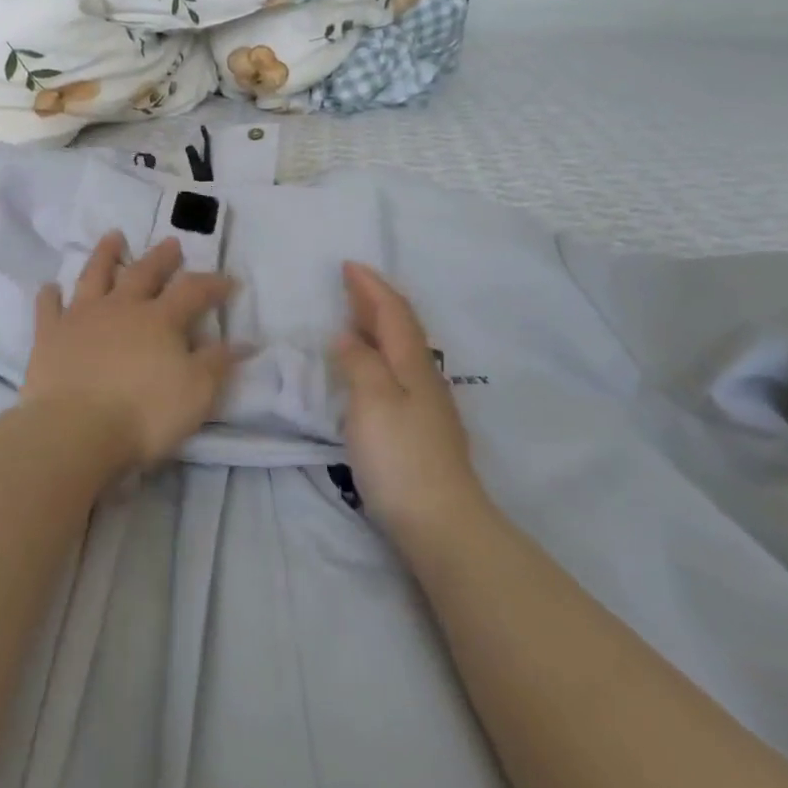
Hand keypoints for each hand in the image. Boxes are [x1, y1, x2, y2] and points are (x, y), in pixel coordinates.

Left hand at [21, 233, 238, 470]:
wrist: (76, 430)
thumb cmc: (144, 413)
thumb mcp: (196, 393)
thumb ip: (217, 363)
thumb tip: (242, 342)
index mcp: (159, 320)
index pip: (193, 291)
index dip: (212, 284)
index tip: (229, 281)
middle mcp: (121, 308)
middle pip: (144, 273)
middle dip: (161, 258)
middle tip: (171, 243)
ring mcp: (81, 318)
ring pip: (95, 276)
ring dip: (105, 255)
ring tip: (113, 236)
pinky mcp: (49, 336)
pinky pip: (48, 308)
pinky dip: (50, 296)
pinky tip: (51, 287)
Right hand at [332, 262, 489, 535]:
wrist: (441, 522)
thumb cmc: (400, 457)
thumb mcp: (372, 402)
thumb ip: (359, 363)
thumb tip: (347, 336)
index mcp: (411, 364)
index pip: (392, 312)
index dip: (371, 287)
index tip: (348, 265)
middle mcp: (423, 377)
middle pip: (400, 327)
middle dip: (375, 300)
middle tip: (350, 283)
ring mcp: (426, 405)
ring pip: (400, 350)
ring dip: (378, 326)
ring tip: (354, 318)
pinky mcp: (421, 429)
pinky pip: (397, 371)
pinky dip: (379, 355)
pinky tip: (368, 369)